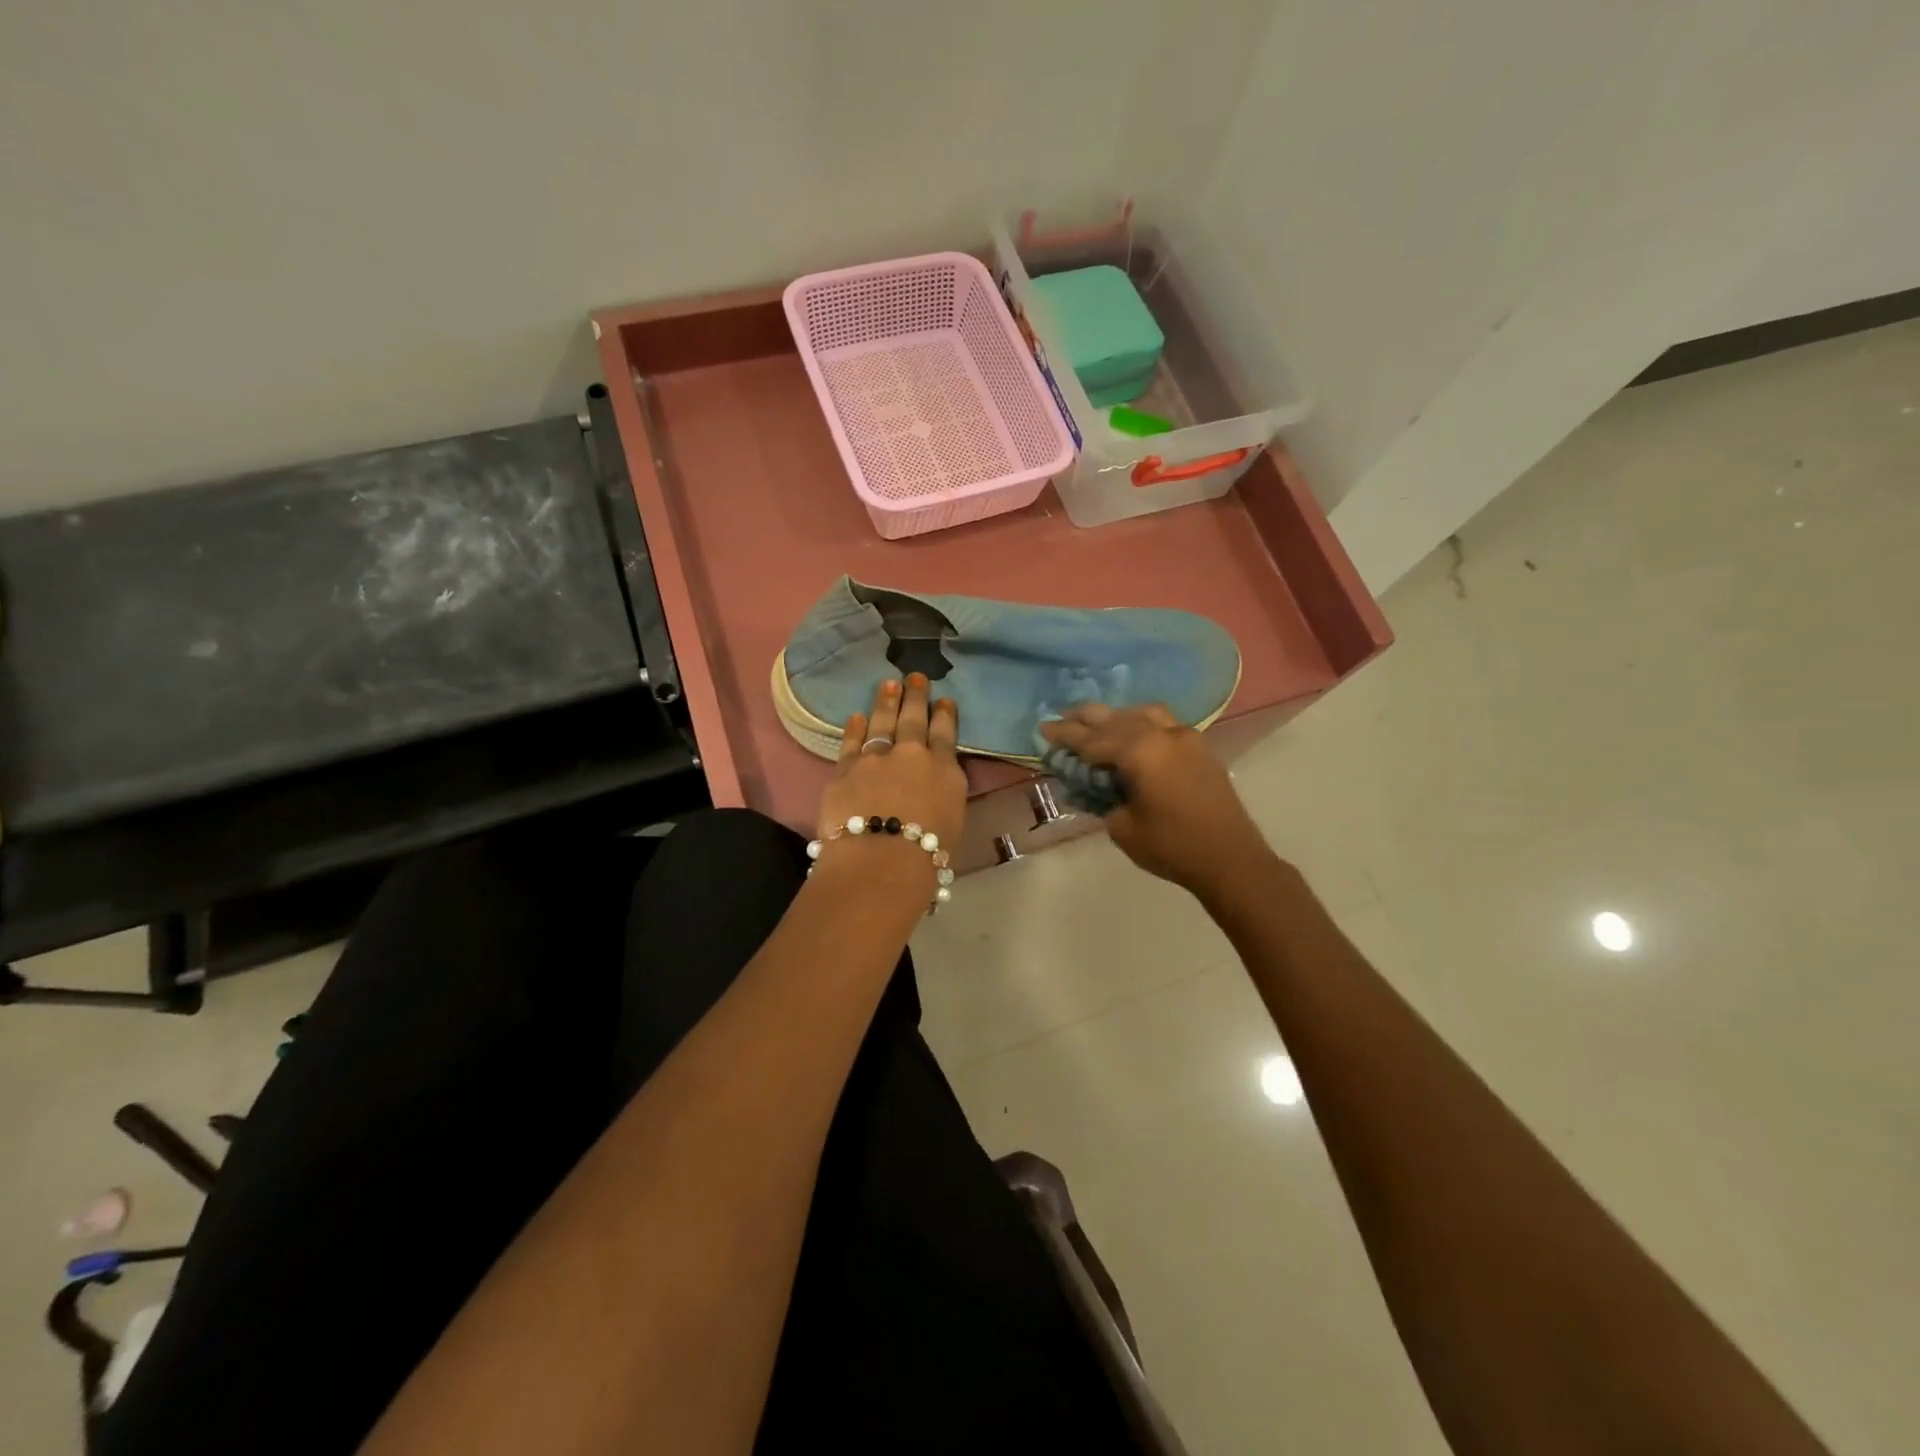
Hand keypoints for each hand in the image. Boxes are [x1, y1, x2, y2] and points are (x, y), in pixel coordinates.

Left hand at [816, 674, 966, 867]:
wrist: (881, 860)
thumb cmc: (927, 856)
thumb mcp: (952, 823)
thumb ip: (944, 796)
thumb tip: (935, 789)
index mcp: (945, 771)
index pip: (945, 735)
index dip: (945, 715)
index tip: (944, 700)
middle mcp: (912, 756)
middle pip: (914, 720)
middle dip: (916, 696)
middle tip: (915, 676)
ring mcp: (876, 759)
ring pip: (882, 723)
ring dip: (886, 702)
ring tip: (888, 684)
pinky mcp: (845, 770)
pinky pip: (851, 742)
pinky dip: (854, 728)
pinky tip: (856, 716)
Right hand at [1040, 704, 1270, 895]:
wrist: (1231, 859)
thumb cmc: (1171, 846)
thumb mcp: (1122, 827)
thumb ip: (1103, 799)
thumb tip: (1097, 787)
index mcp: (1139, 750)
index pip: (1091, 739)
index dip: (1064, 735)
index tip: (1042, 728)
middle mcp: (1162, 734)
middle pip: (1115, 718)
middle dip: (1086, 718)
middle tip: (1062, 718)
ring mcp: (1185, 738)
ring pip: (1143, 714)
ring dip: (1117, 717)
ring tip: (1098, 725)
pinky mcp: (1200, 749)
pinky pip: (1163, 724)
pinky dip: (1141, 724)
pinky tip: (1133, 736)